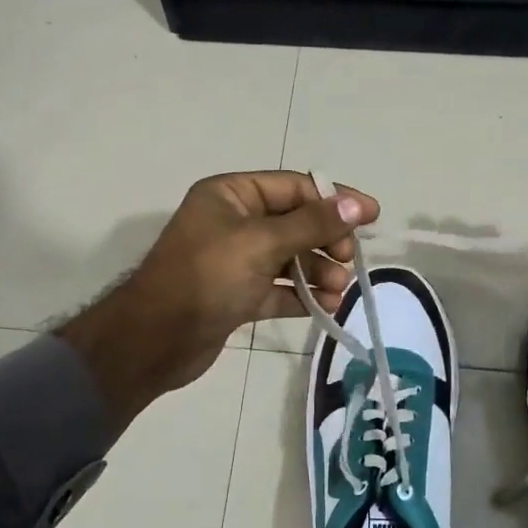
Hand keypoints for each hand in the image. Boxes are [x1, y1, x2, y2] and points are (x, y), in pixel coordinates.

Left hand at [58, 172, 378, 430]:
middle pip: (295, 223)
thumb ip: (312, 224)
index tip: (370, 216)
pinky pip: (278, 288)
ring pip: (289, 258)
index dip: (334, 199)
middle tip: (348, 261)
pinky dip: (301, 296)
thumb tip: (355, 204)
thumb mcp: (262, 243)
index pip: (293, 187)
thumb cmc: (207, 277)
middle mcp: (233, 222)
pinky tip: (324, 308)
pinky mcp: (237, 294)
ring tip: (338, 291)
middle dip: (326, 241)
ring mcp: (235, 260)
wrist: (156, 340)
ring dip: (317, 272)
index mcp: (231, 195)